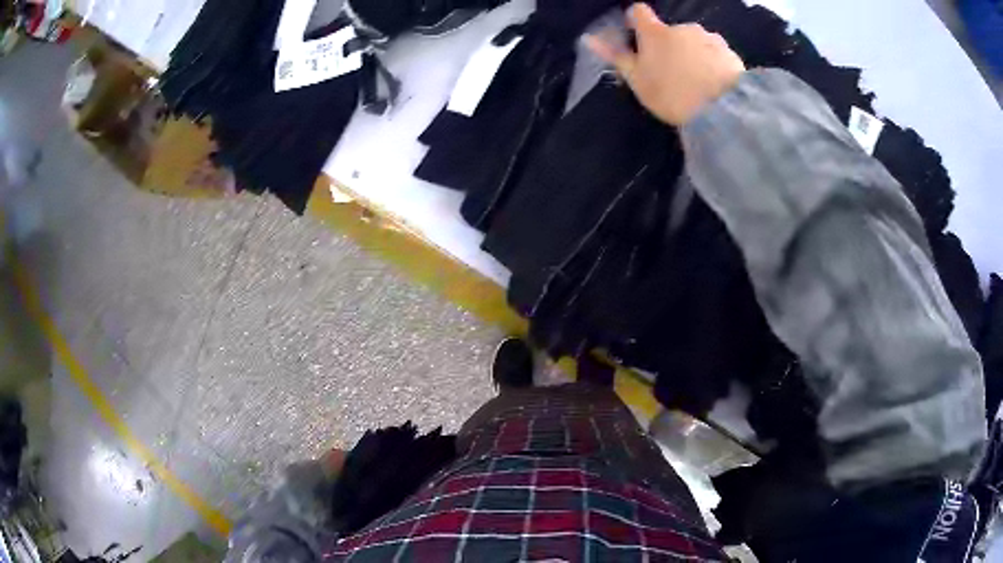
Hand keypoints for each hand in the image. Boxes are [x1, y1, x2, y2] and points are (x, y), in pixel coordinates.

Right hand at [586, 3, 745, 125]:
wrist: (723, 110)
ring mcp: (708, 36)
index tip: (637, 38)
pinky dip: (712, 62)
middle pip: (670, 31)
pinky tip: (715, 84)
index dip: (635, 22)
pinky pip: (715, 53)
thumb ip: (617, 57)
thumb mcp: (638, 81)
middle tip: (672, 73)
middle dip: (669, 45)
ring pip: (694, 41)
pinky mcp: (729, 51)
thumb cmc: (673, 95)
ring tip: (697, 82)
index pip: (638, 11)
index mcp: (655, 32)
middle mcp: (682, 27)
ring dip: (692, 54)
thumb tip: (590, 38)